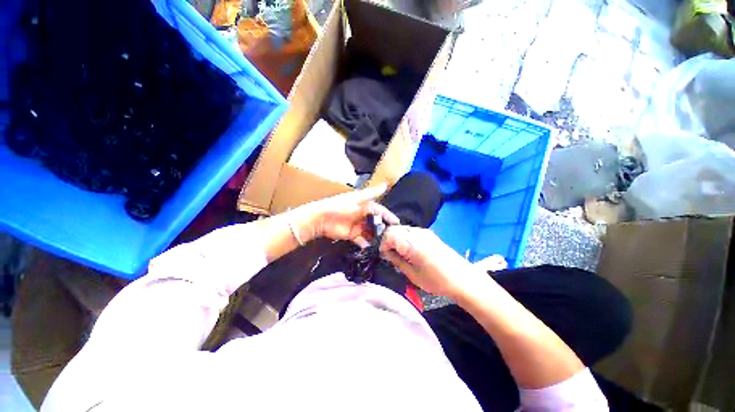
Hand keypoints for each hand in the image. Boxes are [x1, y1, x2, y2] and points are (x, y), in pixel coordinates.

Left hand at [300, 185, 399, 247]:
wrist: (321, 218)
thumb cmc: (340, 206)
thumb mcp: (357, 198)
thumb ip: (371, 194)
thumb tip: (385, 184)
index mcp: (365, 206)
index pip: (380, 211)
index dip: (388, 216)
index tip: (397, 223)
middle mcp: (363, 216)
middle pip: (377, 222)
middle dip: (384, 228)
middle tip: (394, 236)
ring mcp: (358, 226)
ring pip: (371, 232)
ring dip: (377, 237)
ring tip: (386, 244)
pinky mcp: (352, 235)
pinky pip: (362, 240)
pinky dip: (367, 244)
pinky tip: (374, 248)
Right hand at [380, 226, 476, 297]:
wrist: (463, 279)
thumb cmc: (437, 281)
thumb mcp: (413, 275)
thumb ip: (397, 261)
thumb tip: (387, 253)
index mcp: (412, 243)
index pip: (389, 234)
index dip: (383, 244)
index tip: (384, 255)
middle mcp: (417, 233)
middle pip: (395, 229)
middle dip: (389, 240)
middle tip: (391, 255)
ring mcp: (424, 232)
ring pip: (402, 229)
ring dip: (397, 238)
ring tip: (400, 253)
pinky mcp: (429, 234)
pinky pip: (411, 232)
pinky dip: (405, 238)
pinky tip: (409, 250)